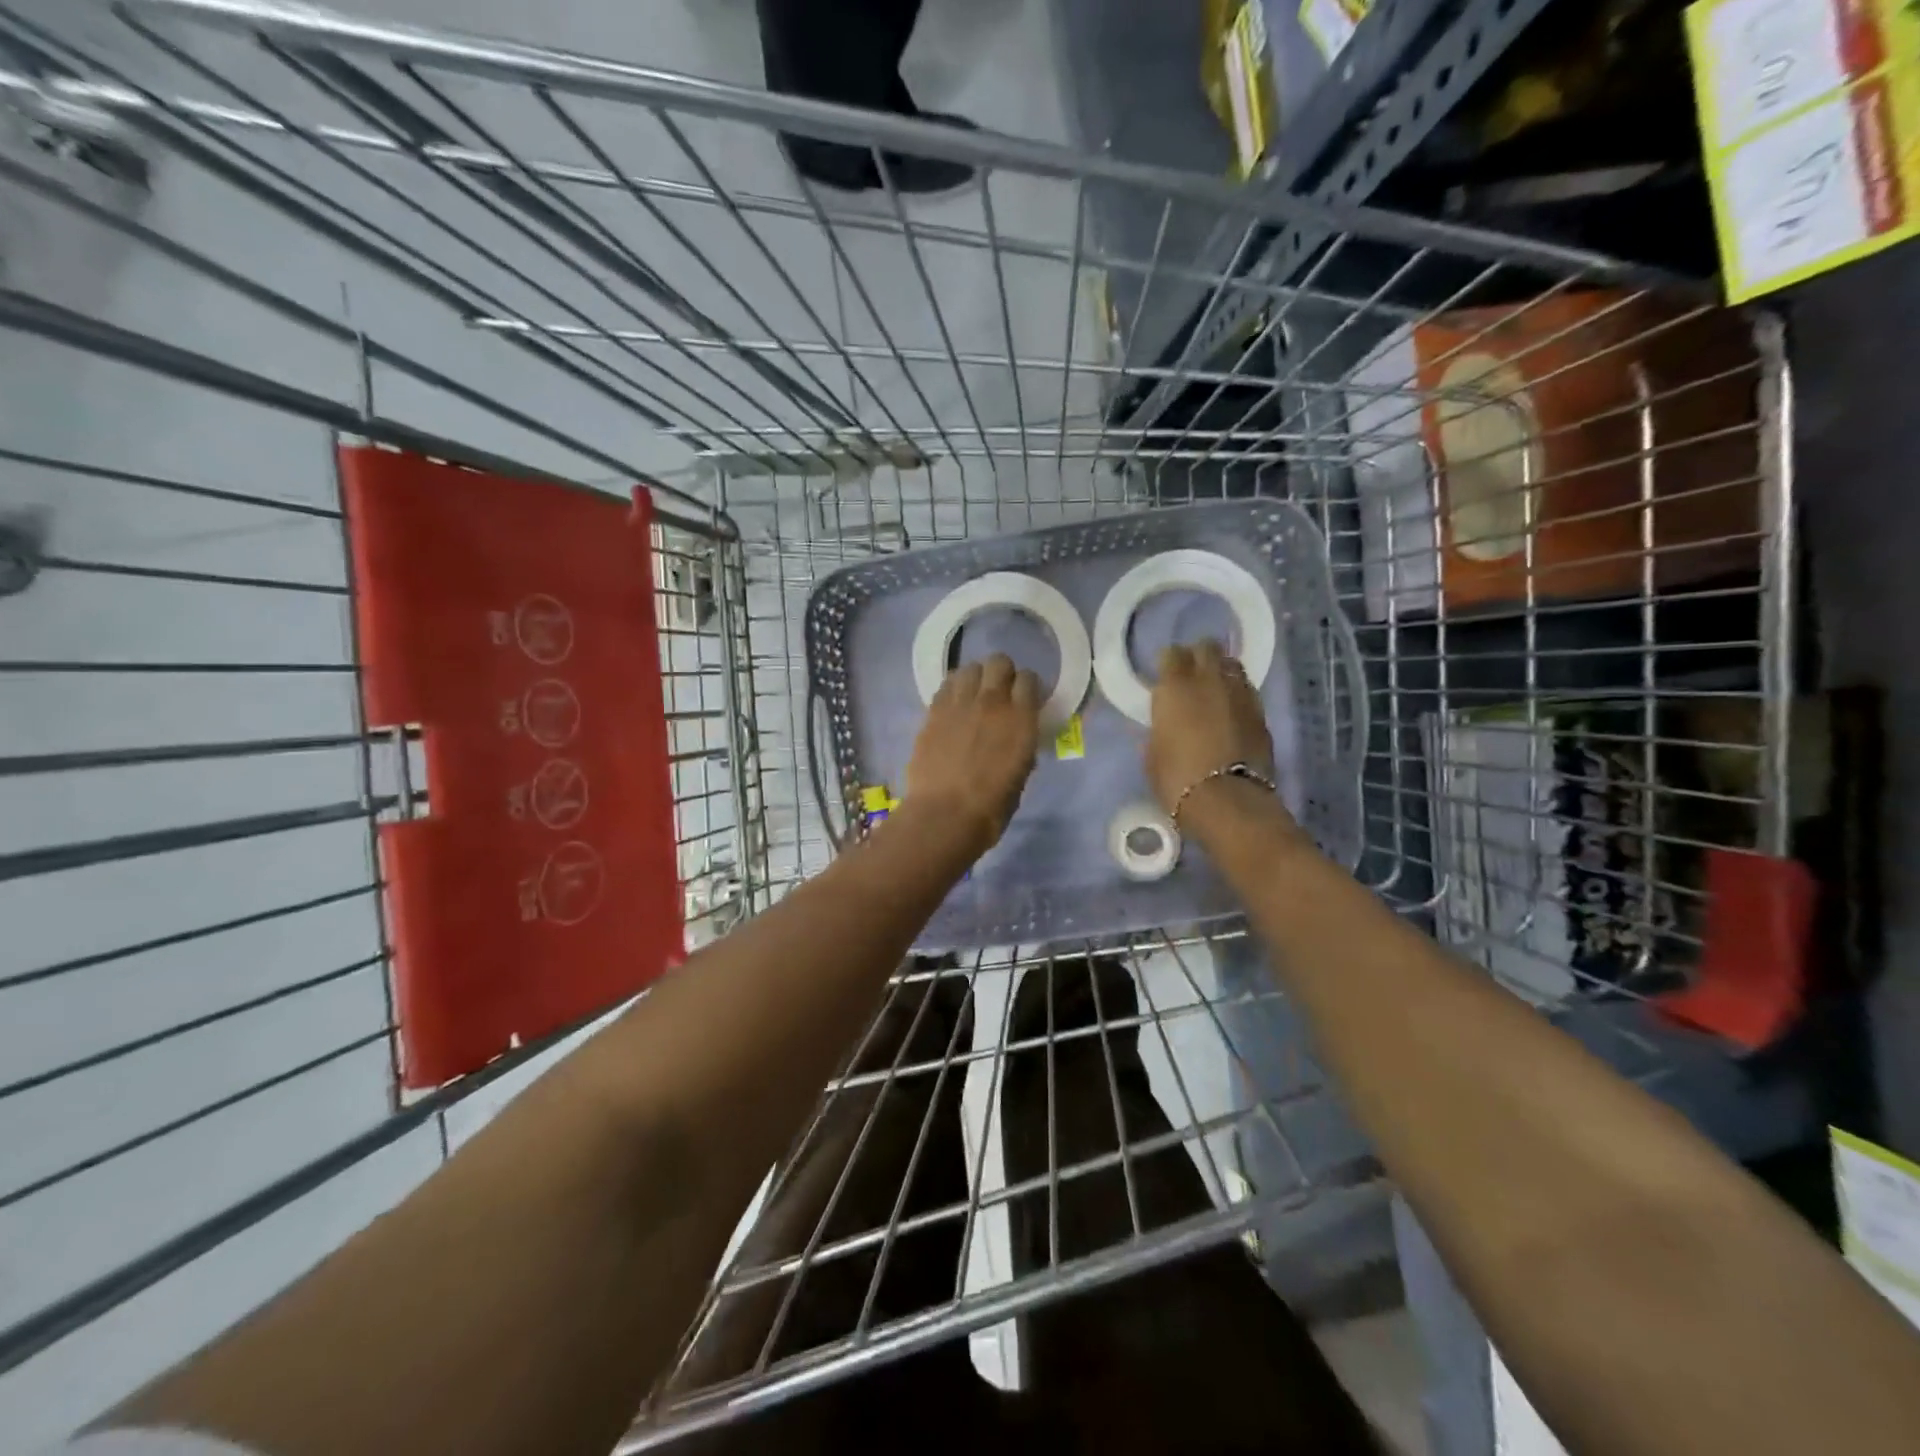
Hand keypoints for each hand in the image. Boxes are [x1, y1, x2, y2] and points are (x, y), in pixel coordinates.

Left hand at [902, 653, 1041, 856]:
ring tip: (973, 696)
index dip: (1028, 687)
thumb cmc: (991, 808)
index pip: (1029, 679)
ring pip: (970, 668)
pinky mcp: (933, 711)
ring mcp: (959, 703)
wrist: (944, 816)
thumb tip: (1016, 738)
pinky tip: (953, 707)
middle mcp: (992, 702)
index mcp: (1021, 719)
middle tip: (1000, 693)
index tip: (1026, 699)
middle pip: (999, 662)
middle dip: (1002, 673)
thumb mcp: (1020, 776)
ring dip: (975, 678)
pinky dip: (953, 690)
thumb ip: (1021, 747)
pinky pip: (946, 686)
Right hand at [1145, 640, 1276, 815]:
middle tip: (1191, 677)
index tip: (1164, 677)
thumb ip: (1157, 732)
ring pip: (1232, 665)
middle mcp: (1209, 680)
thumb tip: (1162, 728)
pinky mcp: (1262, 713)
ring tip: (1214, 691)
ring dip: (1221, 672)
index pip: (1172, 653)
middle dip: (1198, 657)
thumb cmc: (1177, 779)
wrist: (1228, 800)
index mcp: (1175, 687)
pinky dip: (1238, 695)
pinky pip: (1247, 691)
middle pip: (1207, 648)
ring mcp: (1240, 694)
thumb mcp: (1152, 756)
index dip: (1168, 663)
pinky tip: (1232, 713)